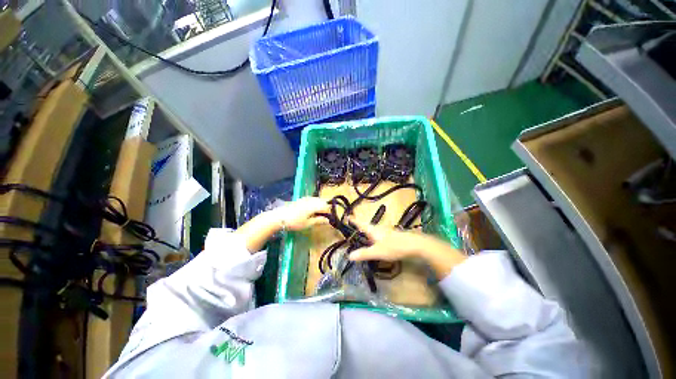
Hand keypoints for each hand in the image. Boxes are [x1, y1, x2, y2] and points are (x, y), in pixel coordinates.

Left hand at [236, 197, 329, 251]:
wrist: (278, 217)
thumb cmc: (294, 221)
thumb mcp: (308, 223)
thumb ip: (319, 220)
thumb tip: (329, 220)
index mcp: (314, 205)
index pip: (327, 206)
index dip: (331, 212)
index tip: (331, 219)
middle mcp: (312, 199)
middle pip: (324, 201)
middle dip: (327, 209)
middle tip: (325, 218)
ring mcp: (307, 198)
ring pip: (319, 200)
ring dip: (322, 206)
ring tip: (319, 215)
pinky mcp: (303, 199)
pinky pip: (314, 200)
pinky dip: (316, 205)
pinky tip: (313, 211)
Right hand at [347, 218, 427, 261]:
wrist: (414, 244)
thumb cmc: (394, 246)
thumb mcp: (378, 252)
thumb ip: (364, 253)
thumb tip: (349, 256)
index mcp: (373, 230)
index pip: (360, 223)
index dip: (354, 220)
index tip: (347, 216)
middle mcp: (378, 228)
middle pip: (367, 225)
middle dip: (360, 225)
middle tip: (353, 225)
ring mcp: (386, 231)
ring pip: (373, 229)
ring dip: (367, 230)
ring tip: (362, 234)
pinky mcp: (392, 235)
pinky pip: (379, 234)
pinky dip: (374, 235)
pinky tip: (376, 241)